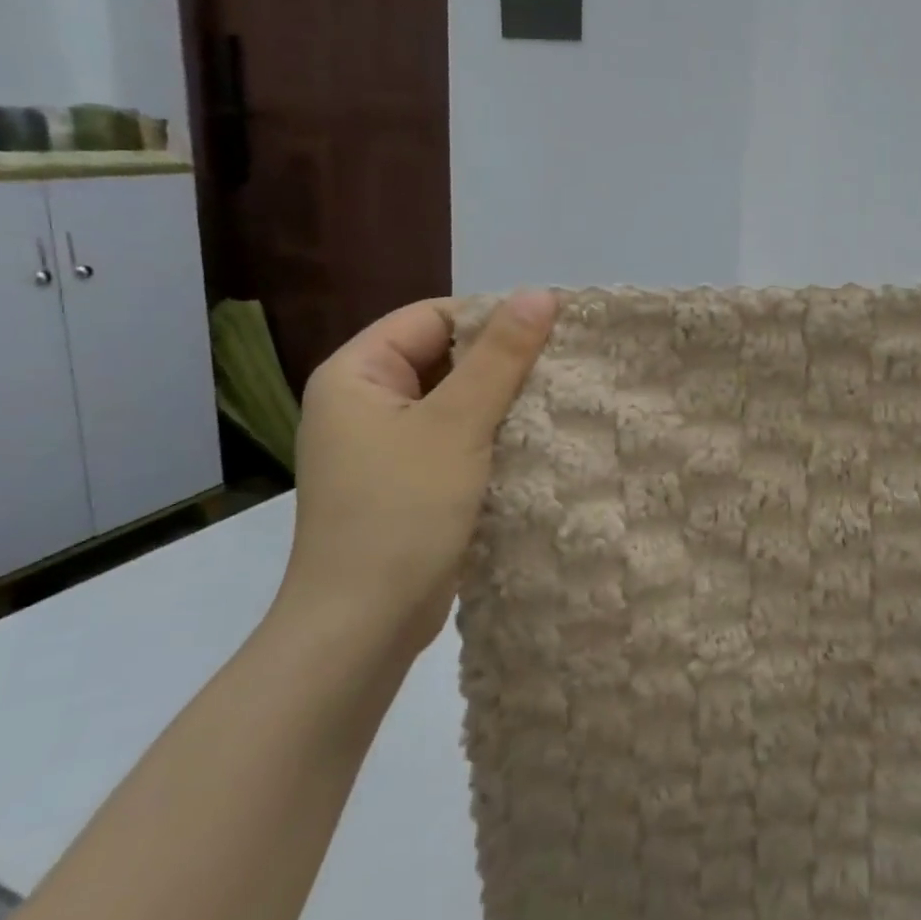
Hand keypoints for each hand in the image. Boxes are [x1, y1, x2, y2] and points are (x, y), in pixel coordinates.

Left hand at [278, 292, 557, 652]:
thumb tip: (540, 293)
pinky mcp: (406, 482)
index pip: (432, 318)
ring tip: (560, 398)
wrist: (364, 626)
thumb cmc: (402, 512)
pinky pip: (454, 438)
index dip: (491, 318)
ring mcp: (384, 446)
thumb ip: (501, 357)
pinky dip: (491, 435)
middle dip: (501, 362)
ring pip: (454, 401)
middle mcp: (364, 402)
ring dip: (501, 400)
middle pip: (443, 358)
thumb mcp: (457, 424)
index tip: (552, 331)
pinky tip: (535, 440)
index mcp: (356, 374)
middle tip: (563, 365)